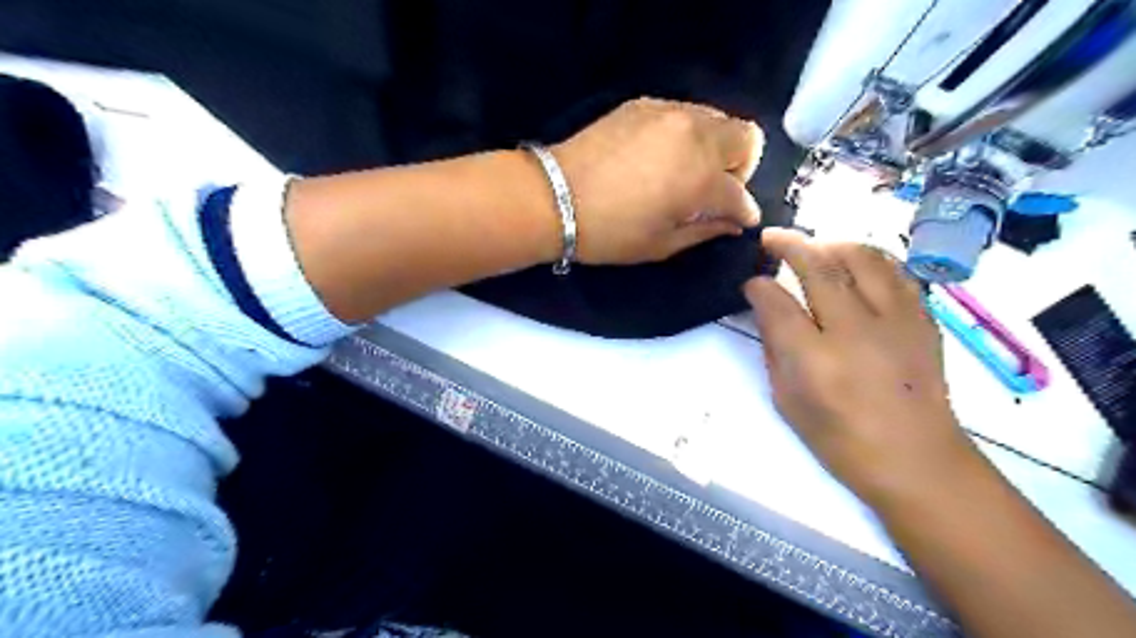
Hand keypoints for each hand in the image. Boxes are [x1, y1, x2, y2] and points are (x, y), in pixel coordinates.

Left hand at [550, 96, 762, 263]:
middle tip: (714, 190)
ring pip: (717, 118)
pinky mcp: (644, 104)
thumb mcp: (660, 245)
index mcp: (700, 178)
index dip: (744, 212)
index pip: (741, 193)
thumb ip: (705, 231)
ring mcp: (669, 113)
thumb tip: (732, 223)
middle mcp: (694, 136)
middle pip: (746, 137)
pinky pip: (684, 112)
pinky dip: (687, 133)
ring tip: (688, 172)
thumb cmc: (609, 232)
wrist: (553, 197)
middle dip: (740, 167)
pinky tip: (662, 155)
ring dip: (715, 146)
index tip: (739, 220)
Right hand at [748, 228, 976, 506]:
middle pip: (819, 266)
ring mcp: (895, 320)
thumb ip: (775, 349)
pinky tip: (854, 265)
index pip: (777, 303)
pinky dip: (868, 258)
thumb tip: (766, 308)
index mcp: (815, 360)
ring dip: (831, 244)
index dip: (757, 286)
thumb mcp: (788, 400)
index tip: (750, 282)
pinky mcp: (921, 319)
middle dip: (789, 244)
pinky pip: (893, 270)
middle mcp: (855, 330)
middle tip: (771, 238)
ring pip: (862, 256)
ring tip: (813, 248)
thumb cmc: (841, 440)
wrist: (918, 460)